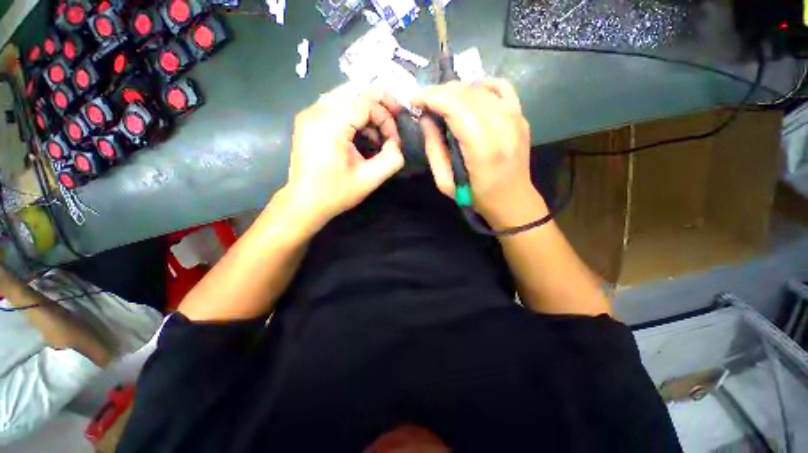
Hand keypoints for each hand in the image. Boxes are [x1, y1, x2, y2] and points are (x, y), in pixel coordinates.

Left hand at [282, 85, 404, 231]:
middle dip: (380, 101)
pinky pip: (336, 103)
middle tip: (396, 114)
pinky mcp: (308, 120)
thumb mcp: (370, 180)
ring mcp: (309, 113)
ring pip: (345, 93)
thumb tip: (396, 144)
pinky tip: (362, 131)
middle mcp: (316, 111)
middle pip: (355, 90)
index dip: (386, 118)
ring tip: (380, 127)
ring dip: (367, 106)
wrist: (304, 202)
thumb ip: (391, 159)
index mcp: (330, 124)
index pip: (366, 103)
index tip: (393, 140)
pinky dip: (354, 111)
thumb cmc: (336, 193)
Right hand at [411, 79, 533, 223]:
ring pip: (480, 88)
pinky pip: (501, 87)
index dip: (431, 97)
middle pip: (466, 93)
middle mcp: (502, 125)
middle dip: (439, 92)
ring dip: (456, 91)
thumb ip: (434, 149)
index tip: (414, 100)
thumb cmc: (476, 196)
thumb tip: (425, 120)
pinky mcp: (521, 115)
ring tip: (442, 103)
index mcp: (483, 147)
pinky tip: (469, 96)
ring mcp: (515, 117)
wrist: (512, 200)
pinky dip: (481, 86)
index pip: (455, 105)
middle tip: (425, 103)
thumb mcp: (445, 182)